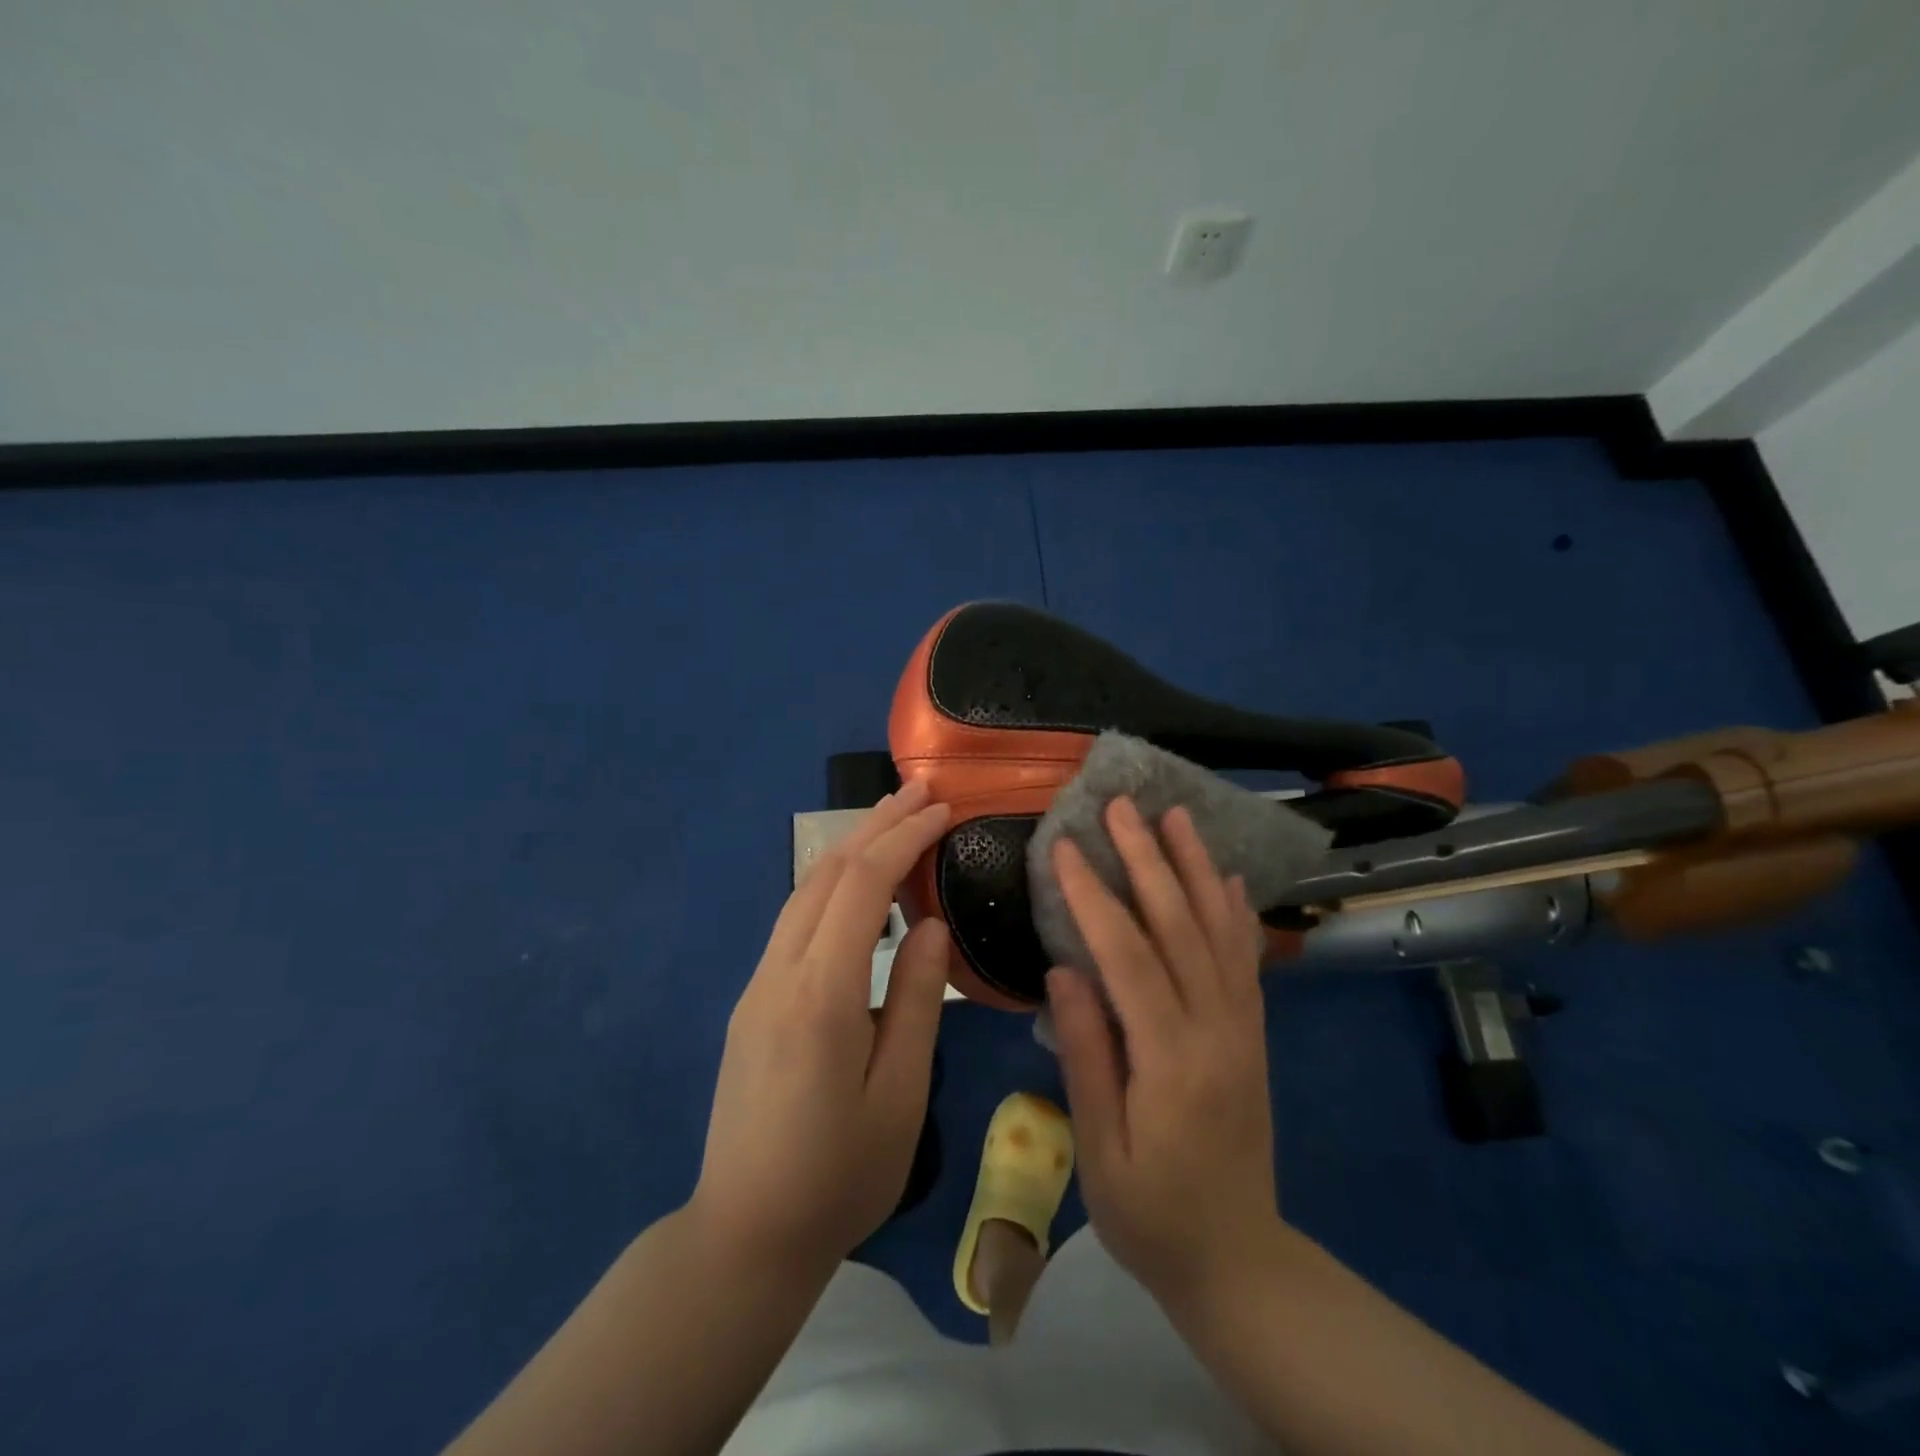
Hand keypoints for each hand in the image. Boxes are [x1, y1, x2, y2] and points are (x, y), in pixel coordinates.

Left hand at [690, 780, 951, 1276]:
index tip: (942, 809)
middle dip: (876, 825)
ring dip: (851, 849)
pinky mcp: (752, 1002)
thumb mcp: (901, 1095)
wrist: (744, 1235)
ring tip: (894, 822)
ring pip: (805, 893)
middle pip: (827, 874)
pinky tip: (858, 886)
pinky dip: (832, 885)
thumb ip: (918, 1001)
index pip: (863, 886)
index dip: (903, 838)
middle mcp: (781, 973)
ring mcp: (758, 985)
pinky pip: (795, 922)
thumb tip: (932, 924)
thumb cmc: (839, 1175)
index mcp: (822, 994)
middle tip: (921, 792)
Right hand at [1046, 797, 1280, 1309]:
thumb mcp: (1101, 1151)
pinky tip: (1225, 877)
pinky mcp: (1252, 1033)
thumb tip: (1065, 969)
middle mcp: (1216, 1029)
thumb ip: (1087, 1056)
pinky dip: (1234, 910)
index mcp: (1171, 1060)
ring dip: (1195, 867)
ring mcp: (1242, 1027)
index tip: (1063, 847)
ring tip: (1177, 816)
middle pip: (1179, 925)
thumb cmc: (1151, 1215)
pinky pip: (1245, 959)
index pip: (1127, 957)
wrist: (1239, 1261)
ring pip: (1219, 930)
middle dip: (1147, 858)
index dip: (1093, 896)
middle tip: (1121, 806)